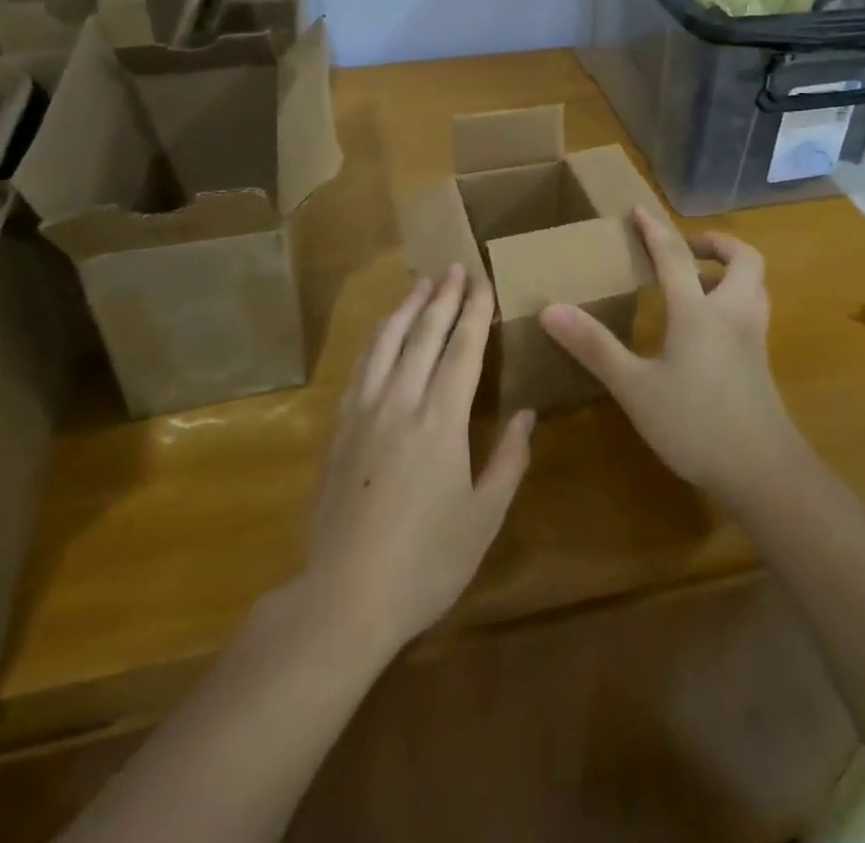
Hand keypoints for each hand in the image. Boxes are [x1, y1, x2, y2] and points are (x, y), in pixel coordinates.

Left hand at [299, 265, 534, 659]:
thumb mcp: (482, 519)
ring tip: (421, 284)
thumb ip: (508, 461)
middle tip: (455, 268)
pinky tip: (382, 332)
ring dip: (406, 308)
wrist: (343, 597)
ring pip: (386, 342)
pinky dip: (376, 339)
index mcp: (440, 422)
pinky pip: (360, 366)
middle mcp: (400, 402)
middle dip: (443, 298)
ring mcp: (363, 412)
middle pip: (423, 335)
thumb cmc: (425, 562)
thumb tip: (527, 415)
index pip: (461, 351)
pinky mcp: (338, 428)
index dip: (474, 313)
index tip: (483, 282)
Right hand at [539, 208, 801, 504]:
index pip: (675, 257)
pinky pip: (753, 313)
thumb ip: (594, 346)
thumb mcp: (634, 387)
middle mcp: (733, 315)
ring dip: (731, 270)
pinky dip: (735, 300)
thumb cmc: (695, 424)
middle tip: (686, 249)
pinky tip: (709, 329)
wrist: (764, 474)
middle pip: (743, 259)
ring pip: (756, 286)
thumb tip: (550, 309)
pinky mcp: (761, 364)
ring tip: (699, 281)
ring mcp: (754, 340)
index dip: (655, 230)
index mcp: (699, 312)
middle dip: (716, 244)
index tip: (640, 210)